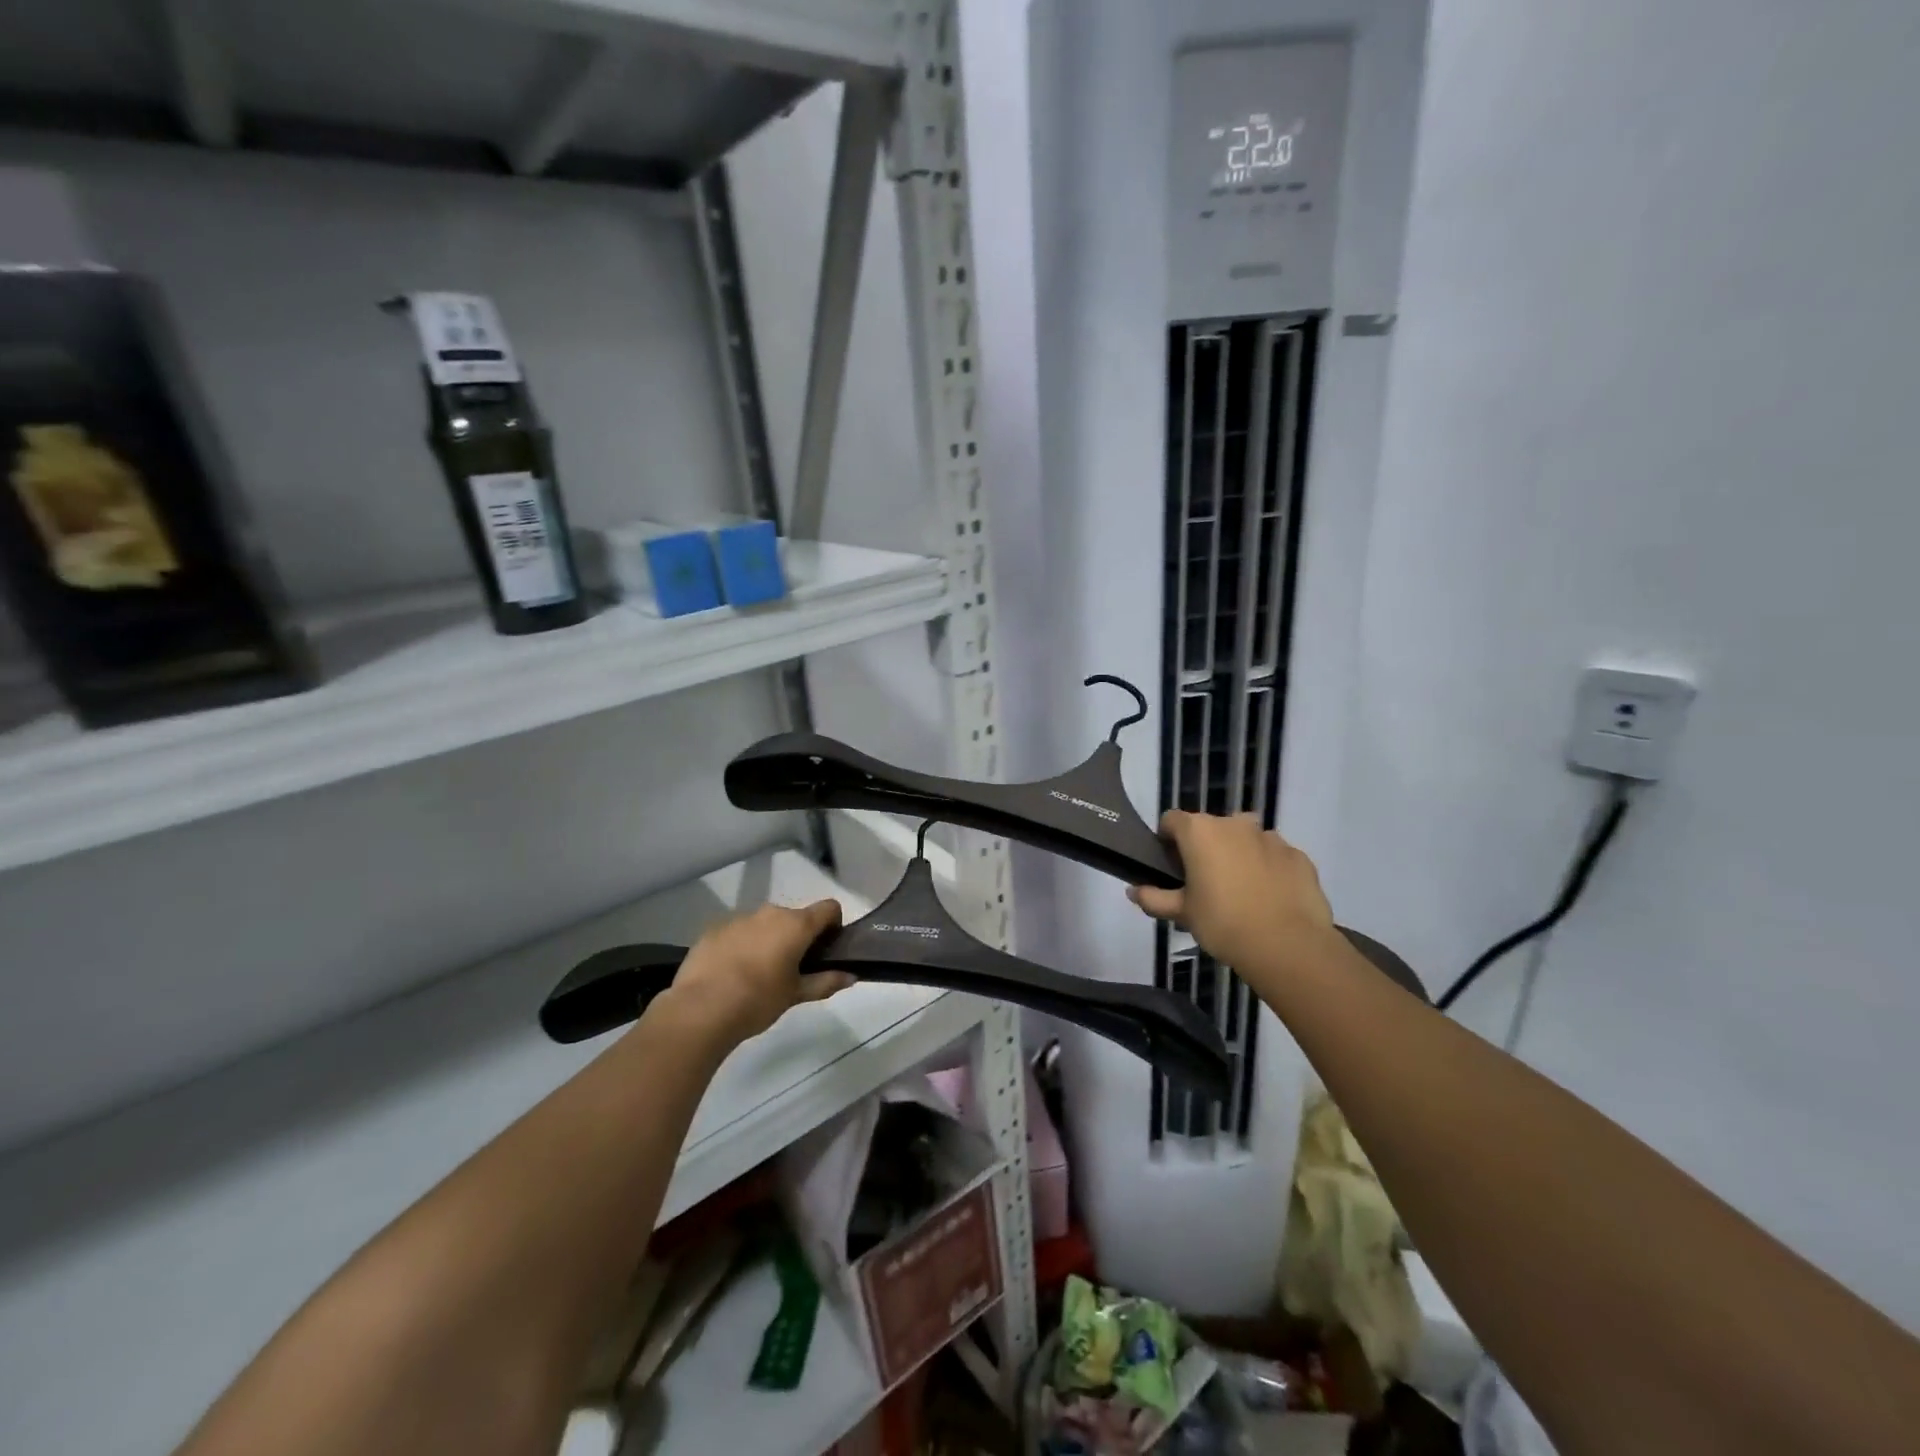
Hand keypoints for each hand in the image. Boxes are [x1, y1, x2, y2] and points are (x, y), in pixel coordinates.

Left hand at [661, 899, 855, 1043]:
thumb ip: (825, 982)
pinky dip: (741, 945)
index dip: (833, 925)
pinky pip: (737, 932)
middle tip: (791, 968)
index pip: (828, 908)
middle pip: (794, 917)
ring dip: (768, 940)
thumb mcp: (796, 994)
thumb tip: (852, 976)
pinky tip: (731, 972)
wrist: (700, 1009)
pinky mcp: (713, 929)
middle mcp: (770, 913)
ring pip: (764, 924)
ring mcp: (739, 918)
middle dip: (797, 937)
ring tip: (757, 973)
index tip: (826, 948)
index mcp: (796, 925)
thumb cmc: (758, 1000)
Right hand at [1128, 812, 1336, 981]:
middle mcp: (1234, 824)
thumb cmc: (1223, 923)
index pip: (1172, 820)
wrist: (1287, 945)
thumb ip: (1154, 898)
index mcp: (1200, 831)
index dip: (1168, 840)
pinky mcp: (1298, 856)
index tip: (1171, 865)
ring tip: (1241, 890)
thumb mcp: (1182, 913)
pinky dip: (1269, 869)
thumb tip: (1133, 891)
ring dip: (1239, 855)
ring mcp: (1270, 837)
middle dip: (1206, 848)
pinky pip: (1275, 856)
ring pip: (1246, 839)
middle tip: (1205, 882)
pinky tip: (1269, 898)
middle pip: (1211, 827)